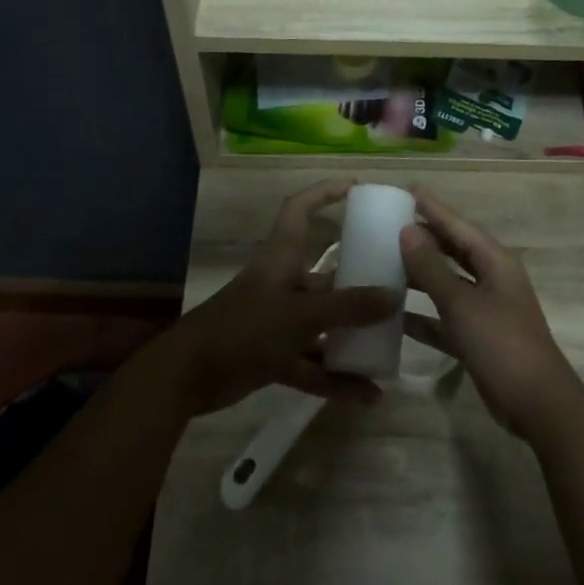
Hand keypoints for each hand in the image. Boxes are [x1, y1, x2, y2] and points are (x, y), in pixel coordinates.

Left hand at [171, 180, 397, 415]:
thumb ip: (347, 308)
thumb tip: (393, 297)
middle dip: (359, 285)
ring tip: (389, 349)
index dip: (325, 193)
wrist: (186, 377)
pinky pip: (313, 364)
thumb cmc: (243, 329)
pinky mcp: (273, 356)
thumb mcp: (300, 316)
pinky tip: (367, 396)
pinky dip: (336, 379)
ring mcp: (278, 323)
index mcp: (282, 259)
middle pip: (326, 277)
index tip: (357, 188)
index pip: (300, 210)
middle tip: (397, 289)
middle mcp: (283, 285)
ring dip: (352, 340)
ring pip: (323, 326)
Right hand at [398, 190, 583, 442]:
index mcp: (495, 261)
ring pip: (446, 283)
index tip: (405, 190)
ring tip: (382, 262)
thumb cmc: (501, 343)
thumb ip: (432, 267)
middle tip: (386, 224)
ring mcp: (485, 309)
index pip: (457, 225)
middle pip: (452, 250)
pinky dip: (422, 315)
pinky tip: (393, 315)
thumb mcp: (462, 302)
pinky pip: (444, 317)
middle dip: (422, 238)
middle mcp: (491, 279)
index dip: (432, 208)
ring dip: (418, 275)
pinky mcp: (476, 337)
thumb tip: (407, 229)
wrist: (536, 403)